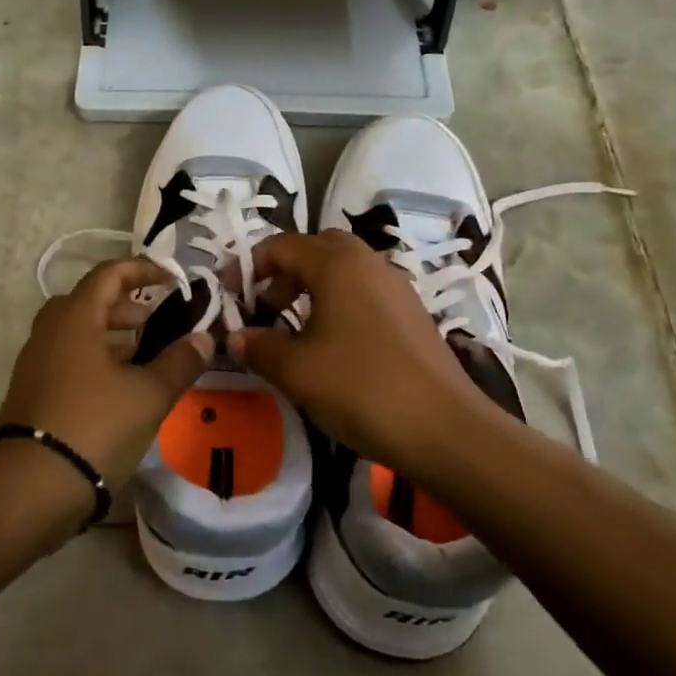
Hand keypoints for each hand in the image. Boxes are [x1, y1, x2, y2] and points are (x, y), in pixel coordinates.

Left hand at [0, 258, 212, 489]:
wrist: (29, 488)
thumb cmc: (94, 426)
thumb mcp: (148, 395)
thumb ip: (179, 362)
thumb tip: (203, 338)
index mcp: (75, 319)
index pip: (108, 274)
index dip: (142, 269)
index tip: (171, 279)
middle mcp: (50, 333)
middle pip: (89, 302)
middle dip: (125, 306)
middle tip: (155, 322)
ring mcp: (36, 365)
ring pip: (77, 334)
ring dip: (111, 336)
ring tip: (145, 358)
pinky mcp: (32, 395)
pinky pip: (68, 361)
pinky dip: (96, 362)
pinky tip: (120, 391)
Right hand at [230, 231, 506, 477]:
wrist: (445, 430)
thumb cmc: (361, 389)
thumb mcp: (296, 371)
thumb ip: (258, 346)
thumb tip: (235, 337)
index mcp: (337, 263)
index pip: (281, 245)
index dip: (249, 268)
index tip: (230, 300)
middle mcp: (368, 262)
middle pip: (316, 249)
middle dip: (284, 273)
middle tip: (266, 309)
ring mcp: (396, 287)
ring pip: (343, 271)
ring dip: (311, 289)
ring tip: (294, 332)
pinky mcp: (412, 314)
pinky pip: (364, 292)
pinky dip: (338, 305)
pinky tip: (332, 348)